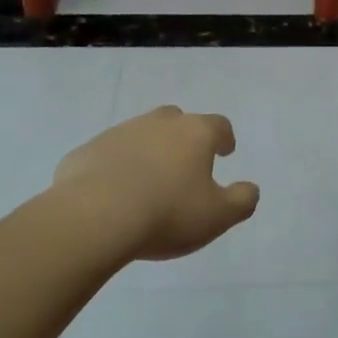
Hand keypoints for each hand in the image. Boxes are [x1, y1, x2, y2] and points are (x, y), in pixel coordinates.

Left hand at [52, 106, 260, 260]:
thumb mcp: (218, 216)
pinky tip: (113, 193)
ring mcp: (119, 133)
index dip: (224, 138)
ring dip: (148, 151)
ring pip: (140, 134)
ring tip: (148, 182)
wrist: (94, 217)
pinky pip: (108, 155)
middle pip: (177, 121)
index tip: (225, 151)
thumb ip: (241, 200)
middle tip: (185, 163)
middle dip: (184, 137)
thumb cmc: (167, 213)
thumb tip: (250, 189)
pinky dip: (115, 167)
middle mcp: (158, 124)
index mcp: (195, 133)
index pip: (218, 125)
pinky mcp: (87, 151)